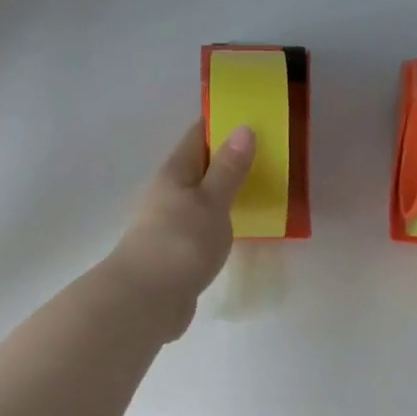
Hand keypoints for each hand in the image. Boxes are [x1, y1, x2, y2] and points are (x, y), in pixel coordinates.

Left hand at [105, 120, 254, 340]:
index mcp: (175, 173)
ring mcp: (172, 225)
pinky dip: (223, 222)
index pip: (198, 136)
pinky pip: (205, 227)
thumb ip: (228, 168)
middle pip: (201, 168)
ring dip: (228, 193)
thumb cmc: (180, 242)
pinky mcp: (178, 254)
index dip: (222, 122)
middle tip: (270, 154)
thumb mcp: (211, 200)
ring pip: (204, 199)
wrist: (147, 300)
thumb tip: (243, 128)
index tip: (253, 115)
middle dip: (230, 159)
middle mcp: (169, 194)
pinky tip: (242, 229)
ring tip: (263, 189)